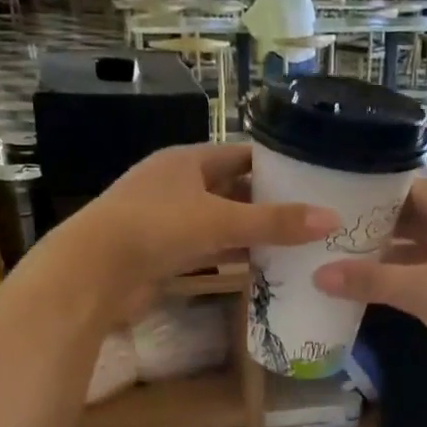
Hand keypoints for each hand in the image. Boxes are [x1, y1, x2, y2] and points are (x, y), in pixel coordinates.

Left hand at [28, 143, 335, 320]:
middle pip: (231, 190)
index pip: (240, 154)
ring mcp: (166, 221)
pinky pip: (206, 251)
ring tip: (294, 243)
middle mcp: (176, 185)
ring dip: (250, 233)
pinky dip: (230, 258)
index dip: (274, 163)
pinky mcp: (161, 254)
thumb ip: (274, 222)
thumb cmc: (156, 229)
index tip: (310, 177)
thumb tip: (330, 219)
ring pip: (219, 223)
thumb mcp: (220, 221)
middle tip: (310, 215)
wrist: (95, 272)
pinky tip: (259, 268)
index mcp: (186, 161)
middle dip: (267, 202)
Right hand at [312, 180, 426, 400]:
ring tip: (336, 261)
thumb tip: (318, 275)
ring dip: (382, 260)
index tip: (338, 196)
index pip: (413, 191)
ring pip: (414, 256)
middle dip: (373, 227)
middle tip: (328, 232)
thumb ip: (371, 281)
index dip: (378, 191)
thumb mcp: (423, 288)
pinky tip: (365, 295)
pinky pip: (420, 285)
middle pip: (410, 223)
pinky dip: (396, 287)